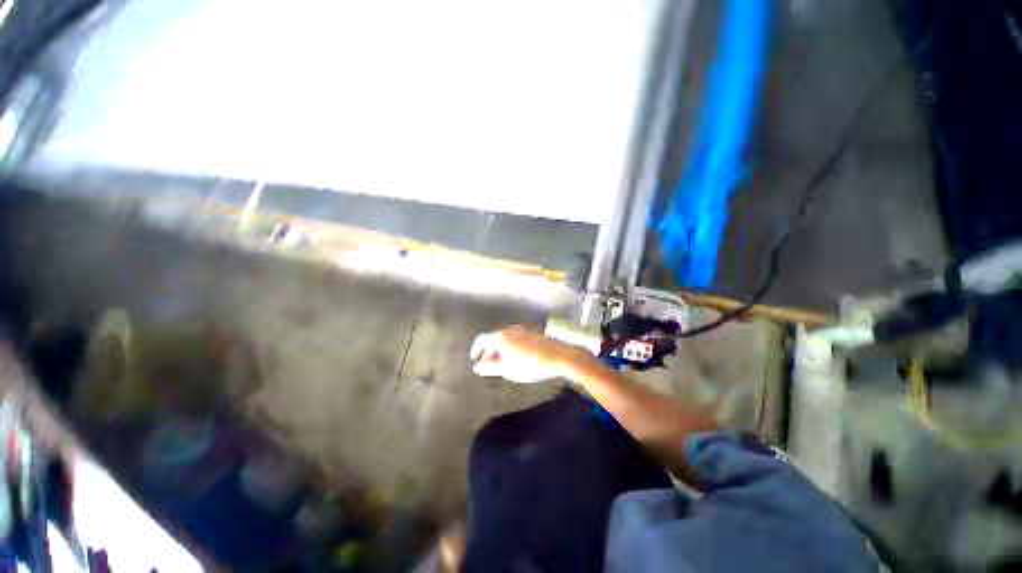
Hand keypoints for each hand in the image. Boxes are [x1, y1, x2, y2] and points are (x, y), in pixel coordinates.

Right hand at [469, 325, 587, 383]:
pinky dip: (512, 347)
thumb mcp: (507, 370)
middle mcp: (509, 329)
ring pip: (506, 338)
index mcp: (500, 337)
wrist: (558, 355)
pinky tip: (518, 358)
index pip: (481, 340)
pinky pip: (516, 338)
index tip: (475, 359)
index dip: (475, 349)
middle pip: (494, 338)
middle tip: (490, 365)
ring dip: (501, 349)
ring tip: (505, 364)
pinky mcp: (532, 332)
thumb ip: (489, 367)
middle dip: (490, 351)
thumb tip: (476, 366)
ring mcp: (522, 329)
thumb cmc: (529, 365)